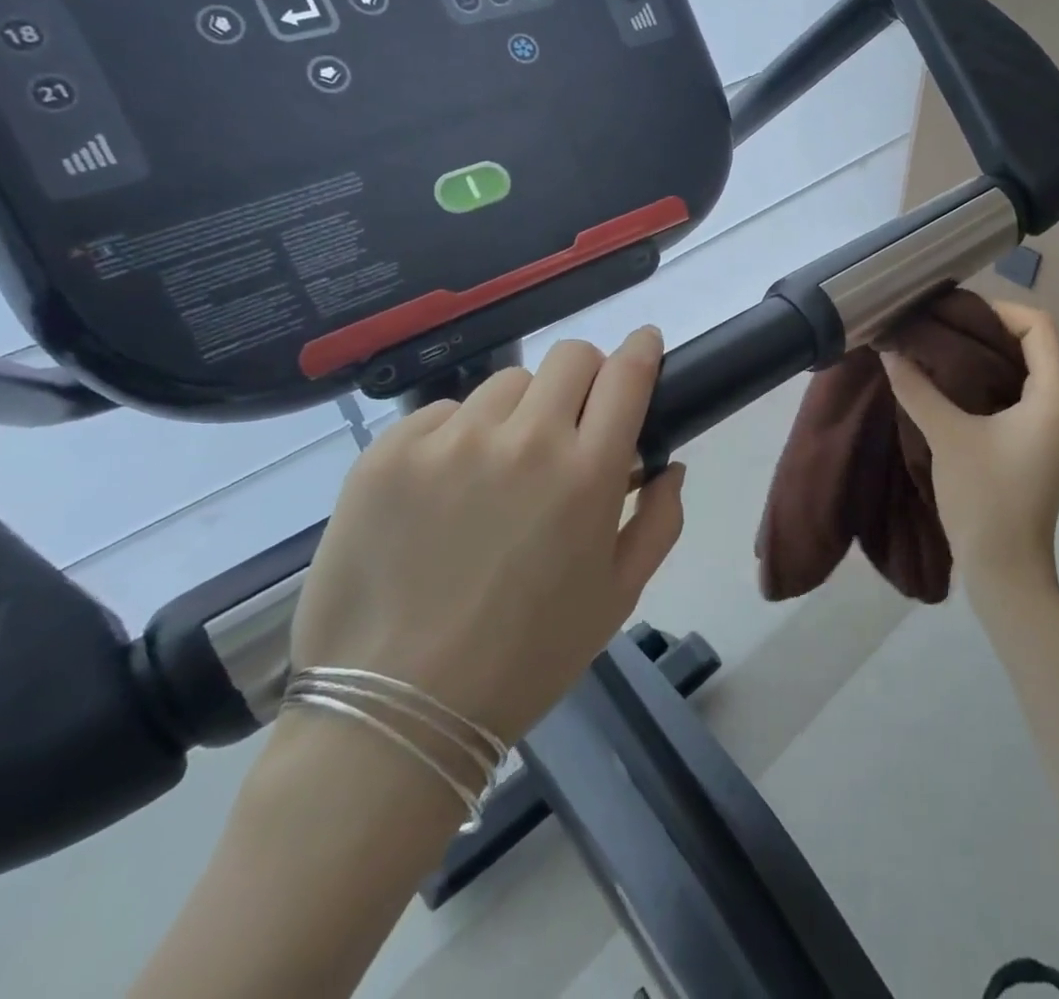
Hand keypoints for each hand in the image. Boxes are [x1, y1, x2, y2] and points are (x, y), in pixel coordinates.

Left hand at [289, 327, 685, 750]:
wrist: (395, 712)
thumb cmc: (526, 658)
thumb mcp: (618, 597)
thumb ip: (660, 521)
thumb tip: (669, 466)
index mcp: (588, 473)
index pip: (627, 374)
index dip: (642, 349)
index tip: (645, 345)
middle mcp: (525, 440)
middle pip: (571, 356)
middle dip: (586, 375)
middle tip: (573, 419)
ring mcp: (451, 440)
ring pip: (506, 383)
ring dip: (520, 410)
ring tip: (500, 466)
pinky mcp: (389, 452)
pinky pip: (442, 414)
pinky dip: (458, 436)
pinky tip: (443, 489)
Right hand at [882, 303, 1058, 591]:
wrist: (1005, 572)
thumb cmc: (984, 500)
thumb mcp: (948, 438)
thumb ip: (918, 389)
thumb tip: (889, 350)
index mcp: (1054, 400)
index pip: (1039, 328)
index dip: (1000, 310)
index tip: (956, 314)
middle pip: (1032, 346)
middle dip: (986, 331)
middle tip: (939, 328)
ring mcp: (1053, 430)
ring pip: (1024, 372)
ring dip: (986, 358)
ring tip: (939, 352)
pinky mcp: (1037, 447)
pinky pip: (1018, 397)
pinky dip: (988, 383)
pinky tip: (951, 387)